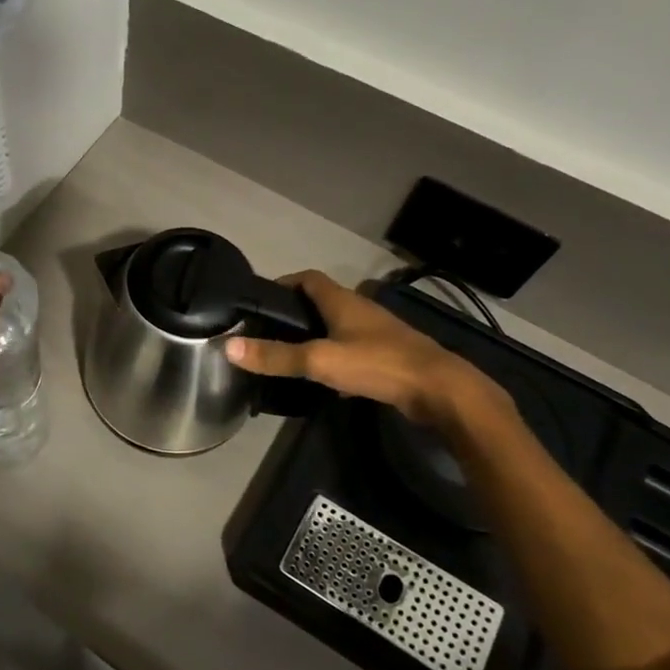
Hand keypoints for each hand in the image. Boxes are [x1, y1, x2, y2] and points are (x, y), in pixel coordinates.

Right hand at [224, 270, 503, 427]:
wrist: (440, 390)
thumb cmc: (378, 364)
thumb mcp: (320, 360)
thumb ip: (276, 356)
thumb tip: (229, 346)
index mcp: (343, 302)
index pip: (308, 279)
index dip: (284, 283)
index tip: (261, 299)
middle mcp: (361, 310)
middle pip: (323, 302)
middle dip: (296, 312)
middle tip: (269, 331)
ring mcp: (378, 334)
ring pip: (339, 327)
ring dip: (316, 335)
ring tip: (290, 355)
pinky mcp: (390, 357)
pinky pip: (354, 350)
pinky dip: (336, 357)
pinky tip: (326, 379)